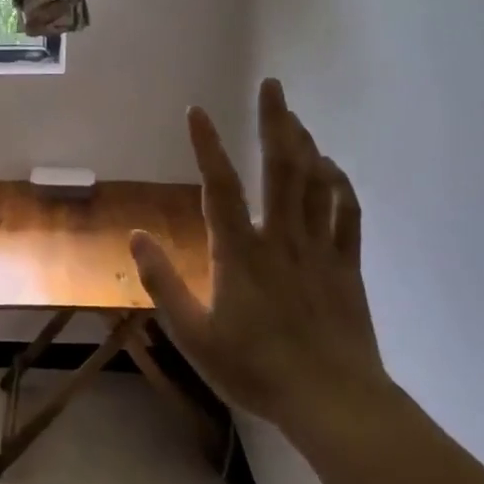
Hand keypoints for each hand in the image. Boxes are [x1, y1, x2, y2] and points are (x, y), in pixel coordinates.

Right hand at [131, 79, 385, 428]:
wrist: (331, 399)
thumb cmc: (254, 369)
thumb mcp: (192, 334)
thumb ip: (163, 282)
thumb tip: (136, 236)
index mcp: (240, 253)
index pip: (220, 187)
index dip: (207, 146)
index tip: (197, 110)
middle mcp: (281, 238)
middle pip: (281, 168)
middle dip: (276, 121)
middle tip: (273, 84)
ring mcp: (319, 249)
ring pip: (316, 183)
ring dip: (305, 144)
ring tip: (293, 118)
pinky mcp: (346, 266)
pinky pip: (346, 213)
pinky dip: (339, 184)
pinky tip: (331, 169)